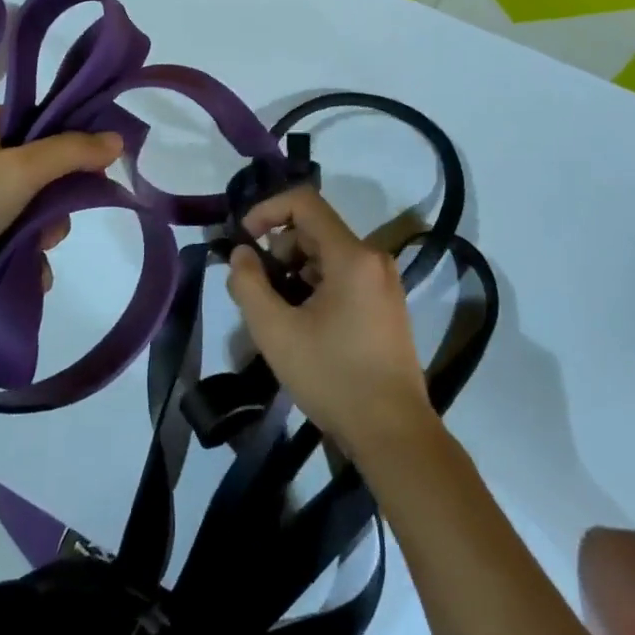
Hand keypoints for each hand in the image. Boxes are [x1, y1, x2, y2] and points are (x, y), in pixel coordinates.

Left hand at [0, 103, 122, 324]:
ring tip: (35, 260)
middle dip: (52, 203)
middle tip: (51, 231)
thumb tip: (118, 138)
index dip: (73, 148)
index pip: (43, 121)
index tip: (93, 179)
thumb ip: (71, 153)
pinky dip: (14, 248)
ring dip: (36, 232)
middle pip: (35, 166)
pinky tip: (29, 276)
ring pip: (19, 203)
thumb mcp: (20, 173)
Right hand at [228, 186, 440, 462]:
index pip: (304, 202)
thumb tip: (241, 253)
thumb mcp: (276, 331)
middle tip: (256, 290)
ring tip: (277, 313)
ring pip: (327, 255)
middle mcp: (373, 258)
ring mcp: (384, 282)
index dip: (267, 210)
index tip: (244, 240)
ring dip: (294, 271)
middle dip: (279, 251)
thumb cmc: (333, 377)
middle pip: (314, 230)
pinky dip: (315, 286)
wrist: (393, 433)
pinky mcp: (386, 304)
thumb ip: (248, 284)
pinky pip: (343, 276)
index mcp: (352, 255)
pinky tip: (303, 324)